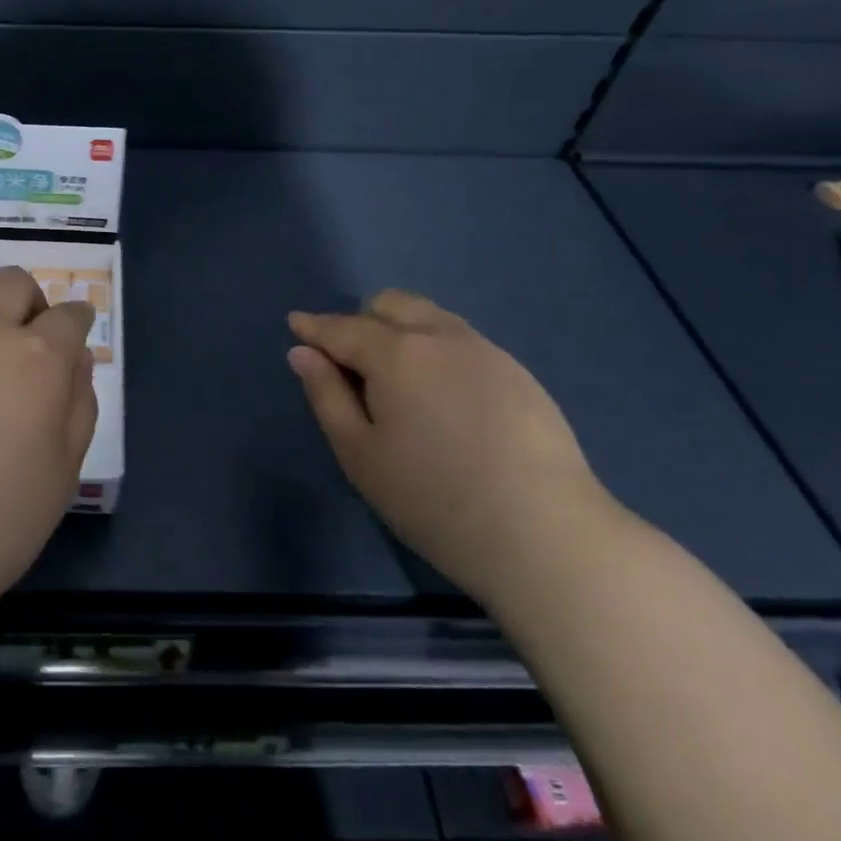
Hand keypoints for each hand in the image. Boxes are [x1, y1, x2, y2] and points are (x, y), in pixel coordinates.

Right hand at [287, 291, 617, 609]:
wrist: (545, 535)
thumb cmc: (432, 498)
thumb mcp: (358, 453)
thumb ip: (326, 394)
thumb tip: (303, 353)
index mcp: (396, 353)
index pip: (342, 328)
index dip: (314, 327)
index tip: (295, 324)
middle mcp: (441, 337)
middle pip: (391, 304)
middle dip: (361, 321)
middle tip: (352, 367)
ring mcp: (487, 351)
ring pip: (431, 318)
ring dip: (402, 332)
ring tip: (398, 382)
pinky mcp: (520, 374)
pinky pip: (463, 342)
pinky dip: (437, 351)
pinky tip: (443, 399)